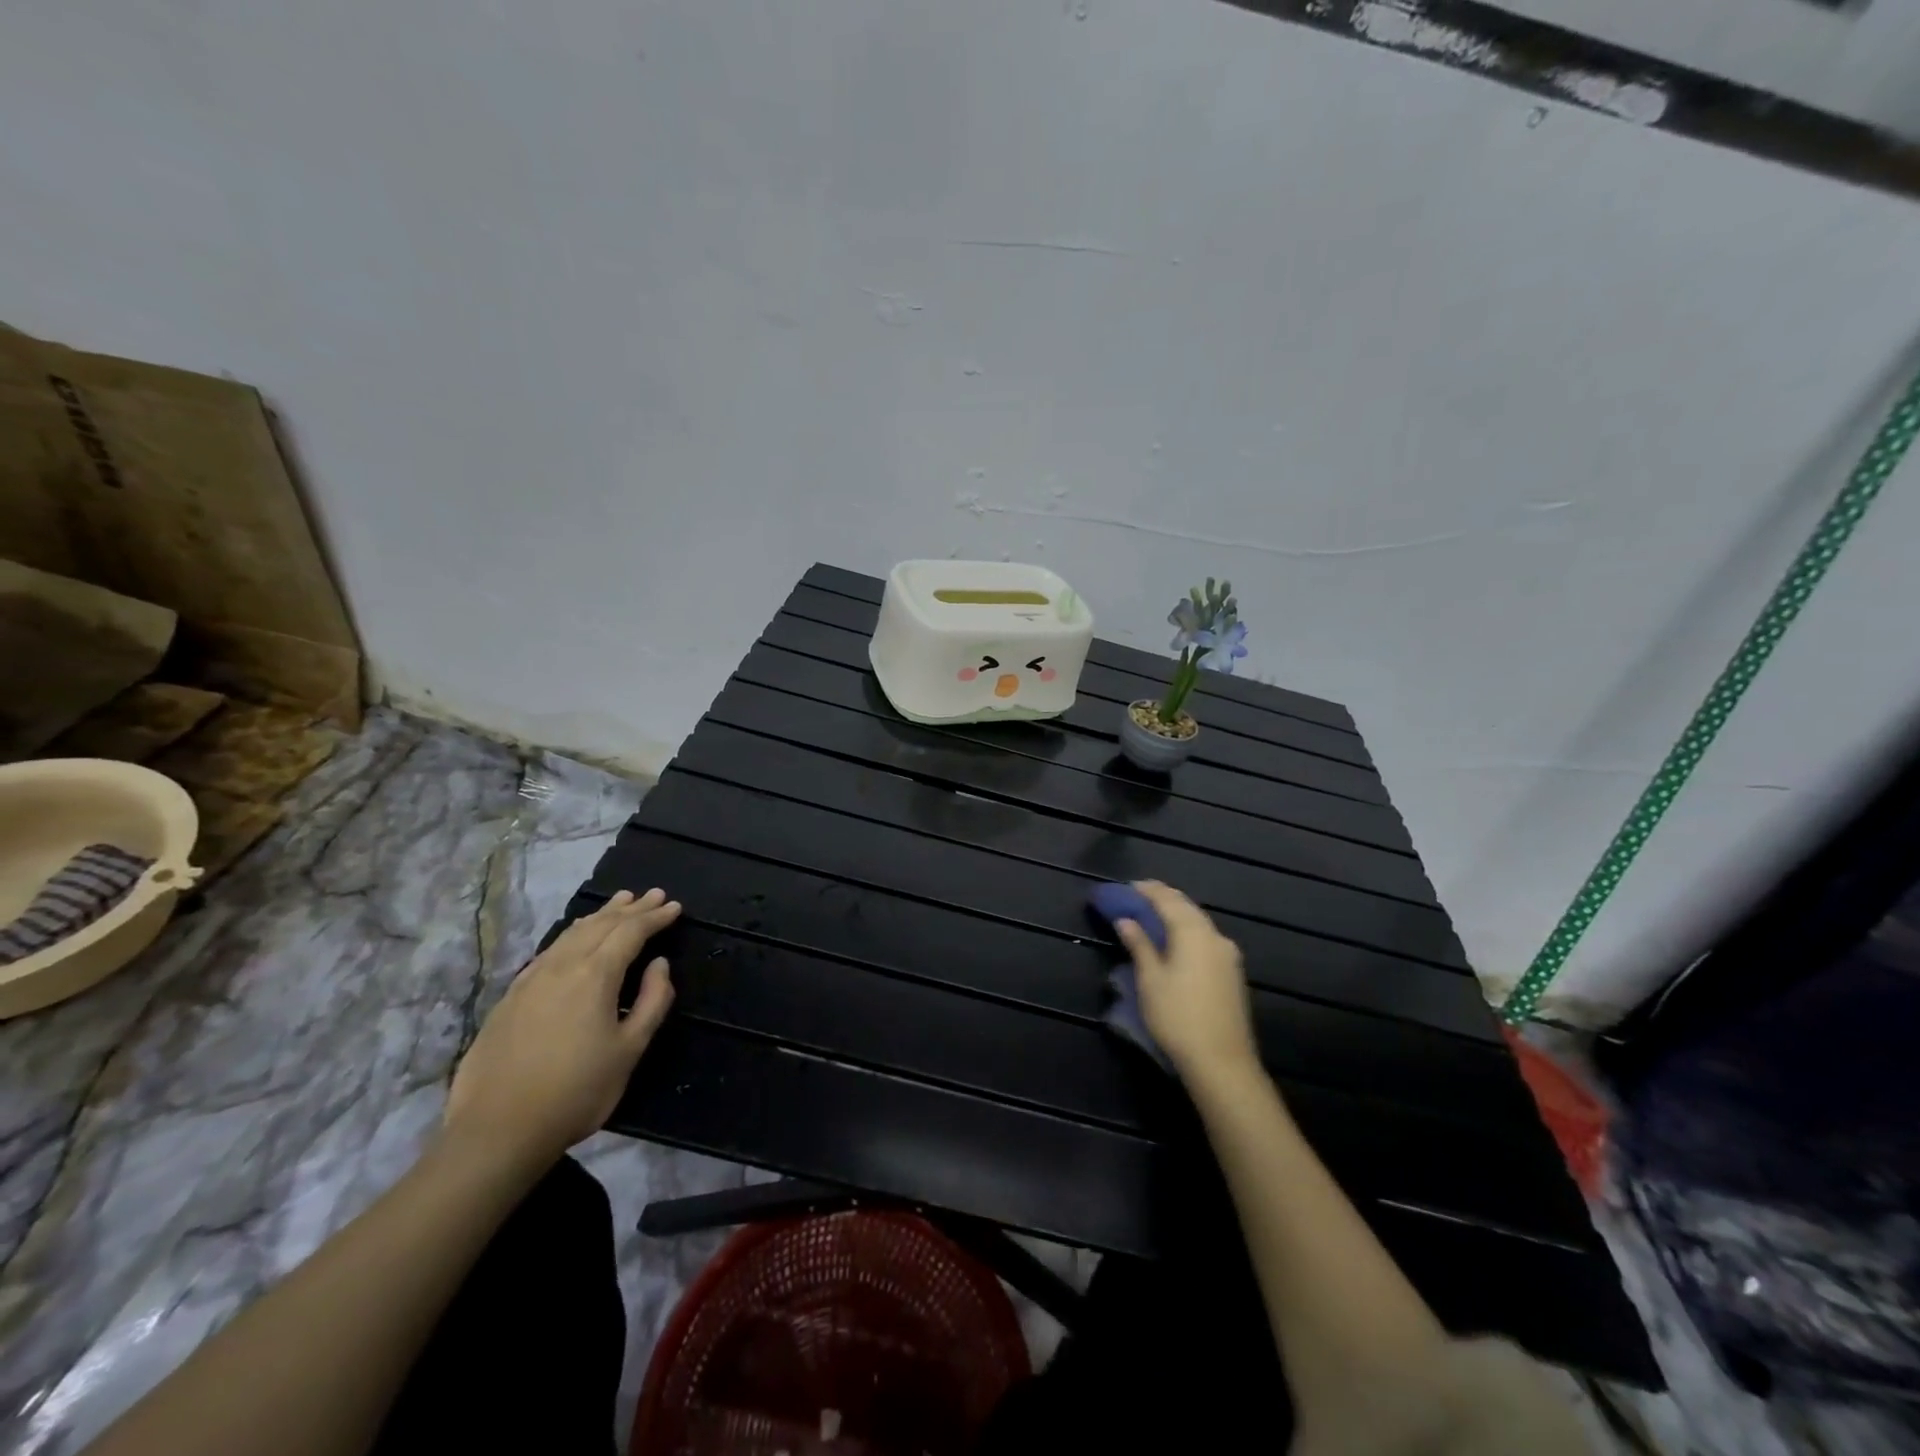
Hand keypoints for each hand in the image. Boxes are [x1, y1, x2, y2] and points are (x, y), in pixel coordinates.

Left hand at [443, 888, 678, 1170]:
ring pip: (571, 933)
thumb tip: (660, 965)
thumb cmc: (576, 1091)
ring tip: (619, 902)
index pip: (631, 932)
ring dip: (600, 915)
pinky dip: (572, 934)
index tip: (675, 907)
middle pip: (601, 925)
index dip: (655, 917)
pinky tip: (574, 938)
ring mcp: (531, 979)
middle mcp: (561, 966)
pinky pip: (549, 950)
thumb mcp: (630, 1049)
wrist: (497, 1131)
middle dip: (631, 908)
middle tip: (653, 894)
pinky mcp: (510, 997)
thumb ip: (652, 1001)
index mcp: (594, 975)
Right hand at [1114, 880, 1259, 1081]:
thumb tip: (1126, 920)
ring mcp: (1228, 955)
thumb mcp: (1150, 980)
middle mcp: (1215, 936)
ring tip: (1154, 917)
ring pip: (1199, 923)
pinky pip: (1206, 939)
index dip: (1147, 890)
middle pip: (1186, 907)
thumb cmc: (1178, 1017)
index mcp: (1193, 932)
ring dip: (1177, 915)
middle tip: (1139, 898)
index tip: (1128, 886)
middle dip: (1163, 899)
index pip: (1168, 899)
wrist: (1222, 1062)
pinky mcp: (1232, 973)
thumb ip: (1139, 945)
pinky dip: (1188, 931)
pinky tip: (1176, 941)